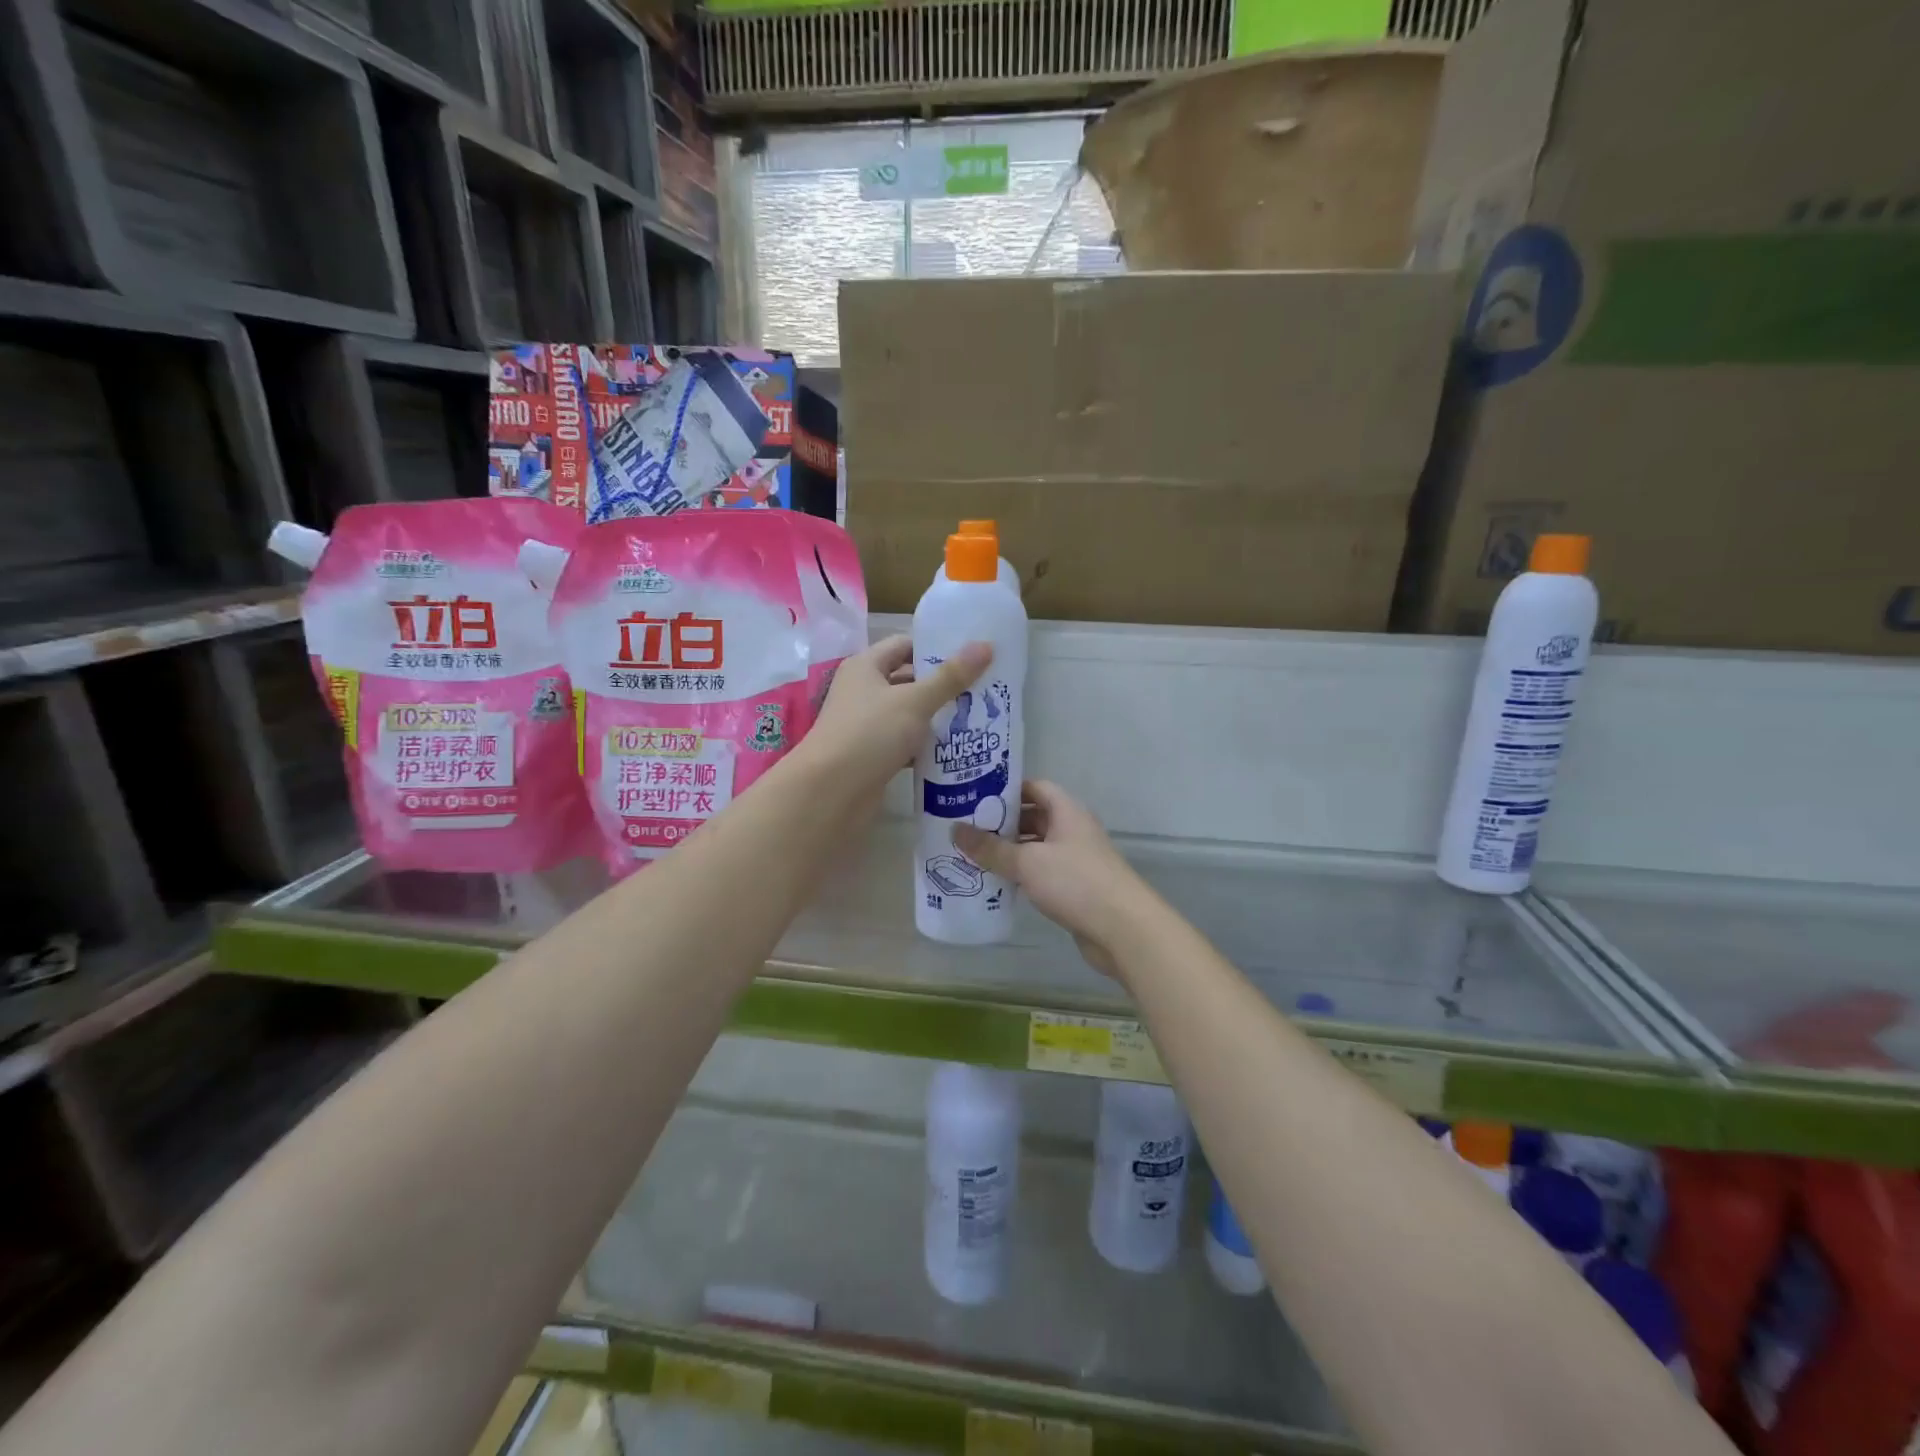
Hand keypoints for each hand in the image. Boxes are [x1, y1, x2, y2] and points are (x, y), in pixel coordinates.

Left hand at [801, 634, 991, 803]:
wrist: (831, 793)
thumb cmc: (870, 734)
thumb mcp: (915, 701)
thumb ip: (950, 677)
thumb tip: (986, 645)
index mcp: (865, 667)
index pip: (903, 645)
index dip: (934, 646)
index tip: (971, 654)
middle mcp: (863, 692)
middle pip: (908, 681)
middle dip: (943, 685)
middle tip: (984, 688)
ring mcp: (867, 726)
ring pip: (909, 715)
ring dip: (938, 718)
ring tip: (979, 717)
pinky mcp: (873, 756)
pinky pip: (906, 743)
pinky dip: (927, 746)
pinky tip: (957, 750)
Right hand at [955, 781, 1144, 977]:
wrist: (1123, 928)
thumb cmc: (1075, 882)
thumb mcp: (1027, 862)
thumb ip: (990, 848)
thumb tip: (955, 830)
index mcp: (1066, 811)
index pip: (1034, 787)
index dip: (1006, 789)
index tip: (975, 797)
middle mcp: (1073, 829)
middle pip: (1034, 816)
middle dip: (1003, 823)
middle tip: (967, 829)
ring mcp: (1077, 859)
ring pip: (1037, 847)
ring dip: (1011, 851)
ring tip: (975, 855)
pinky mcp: (1076, 886)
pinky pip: (1043, 872)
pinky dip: (1023, 874)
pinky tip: (998, 883)